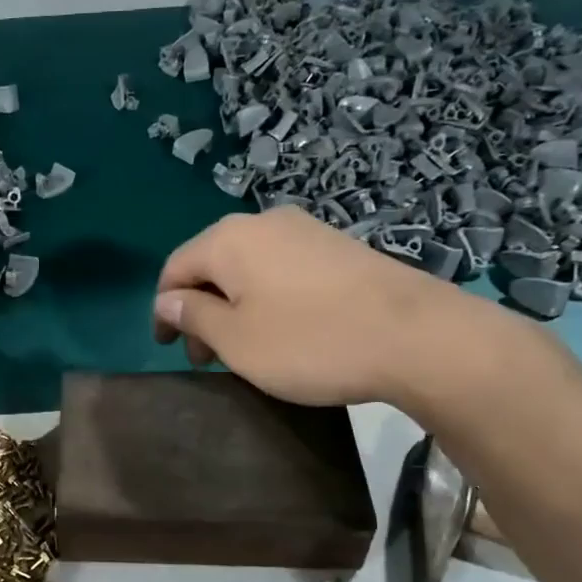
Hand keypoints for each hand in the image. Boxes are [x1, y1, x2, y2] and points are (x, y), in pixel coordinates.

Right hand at [152, 206, 491, 410]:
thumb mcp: (237, 340)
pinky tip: (283, 329)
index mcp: (228, 239)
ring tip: (243, 348)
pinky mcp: (338, 246)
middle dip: (200, 309)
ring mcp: (306, 230)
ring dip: (233, 306)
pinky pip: (282, 269)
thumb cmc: (310, 341)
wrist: (417, 335)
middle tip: (206, 359)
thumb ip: (193, 315)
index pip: (175, 268)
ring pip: (248, 267)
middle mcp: (263, 222)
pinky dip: (266, 298)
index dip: (164, 309)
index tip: (168, 348)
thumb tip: (166, 300)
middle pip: (212, 264)